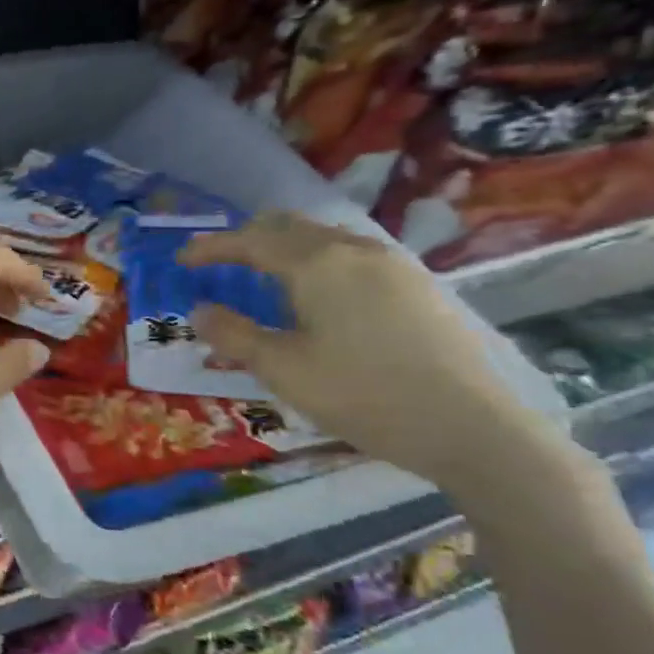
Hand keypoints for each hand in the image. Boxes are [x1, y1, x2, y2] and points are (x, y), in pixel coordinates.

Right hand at [177, 213, 563, 488]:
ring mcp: (394, 265)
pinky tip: (317, 296)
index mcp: (317, 265)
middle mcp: (355, 251)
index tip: (182, 259)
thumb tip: (200, 311)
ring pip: (324, 237)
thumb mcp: (282, 369)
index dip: (211, 248)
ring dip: (284, 248)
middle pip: (289, 226)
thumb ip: (233, 334)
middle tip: (219, 262)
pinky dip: (317, 261)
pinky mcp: (418, 286)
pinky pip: (352, 255)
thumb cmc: (362, 395)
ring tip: (263, 277)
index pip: (250, 241)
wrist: (472, 428)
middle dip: (247, 238)